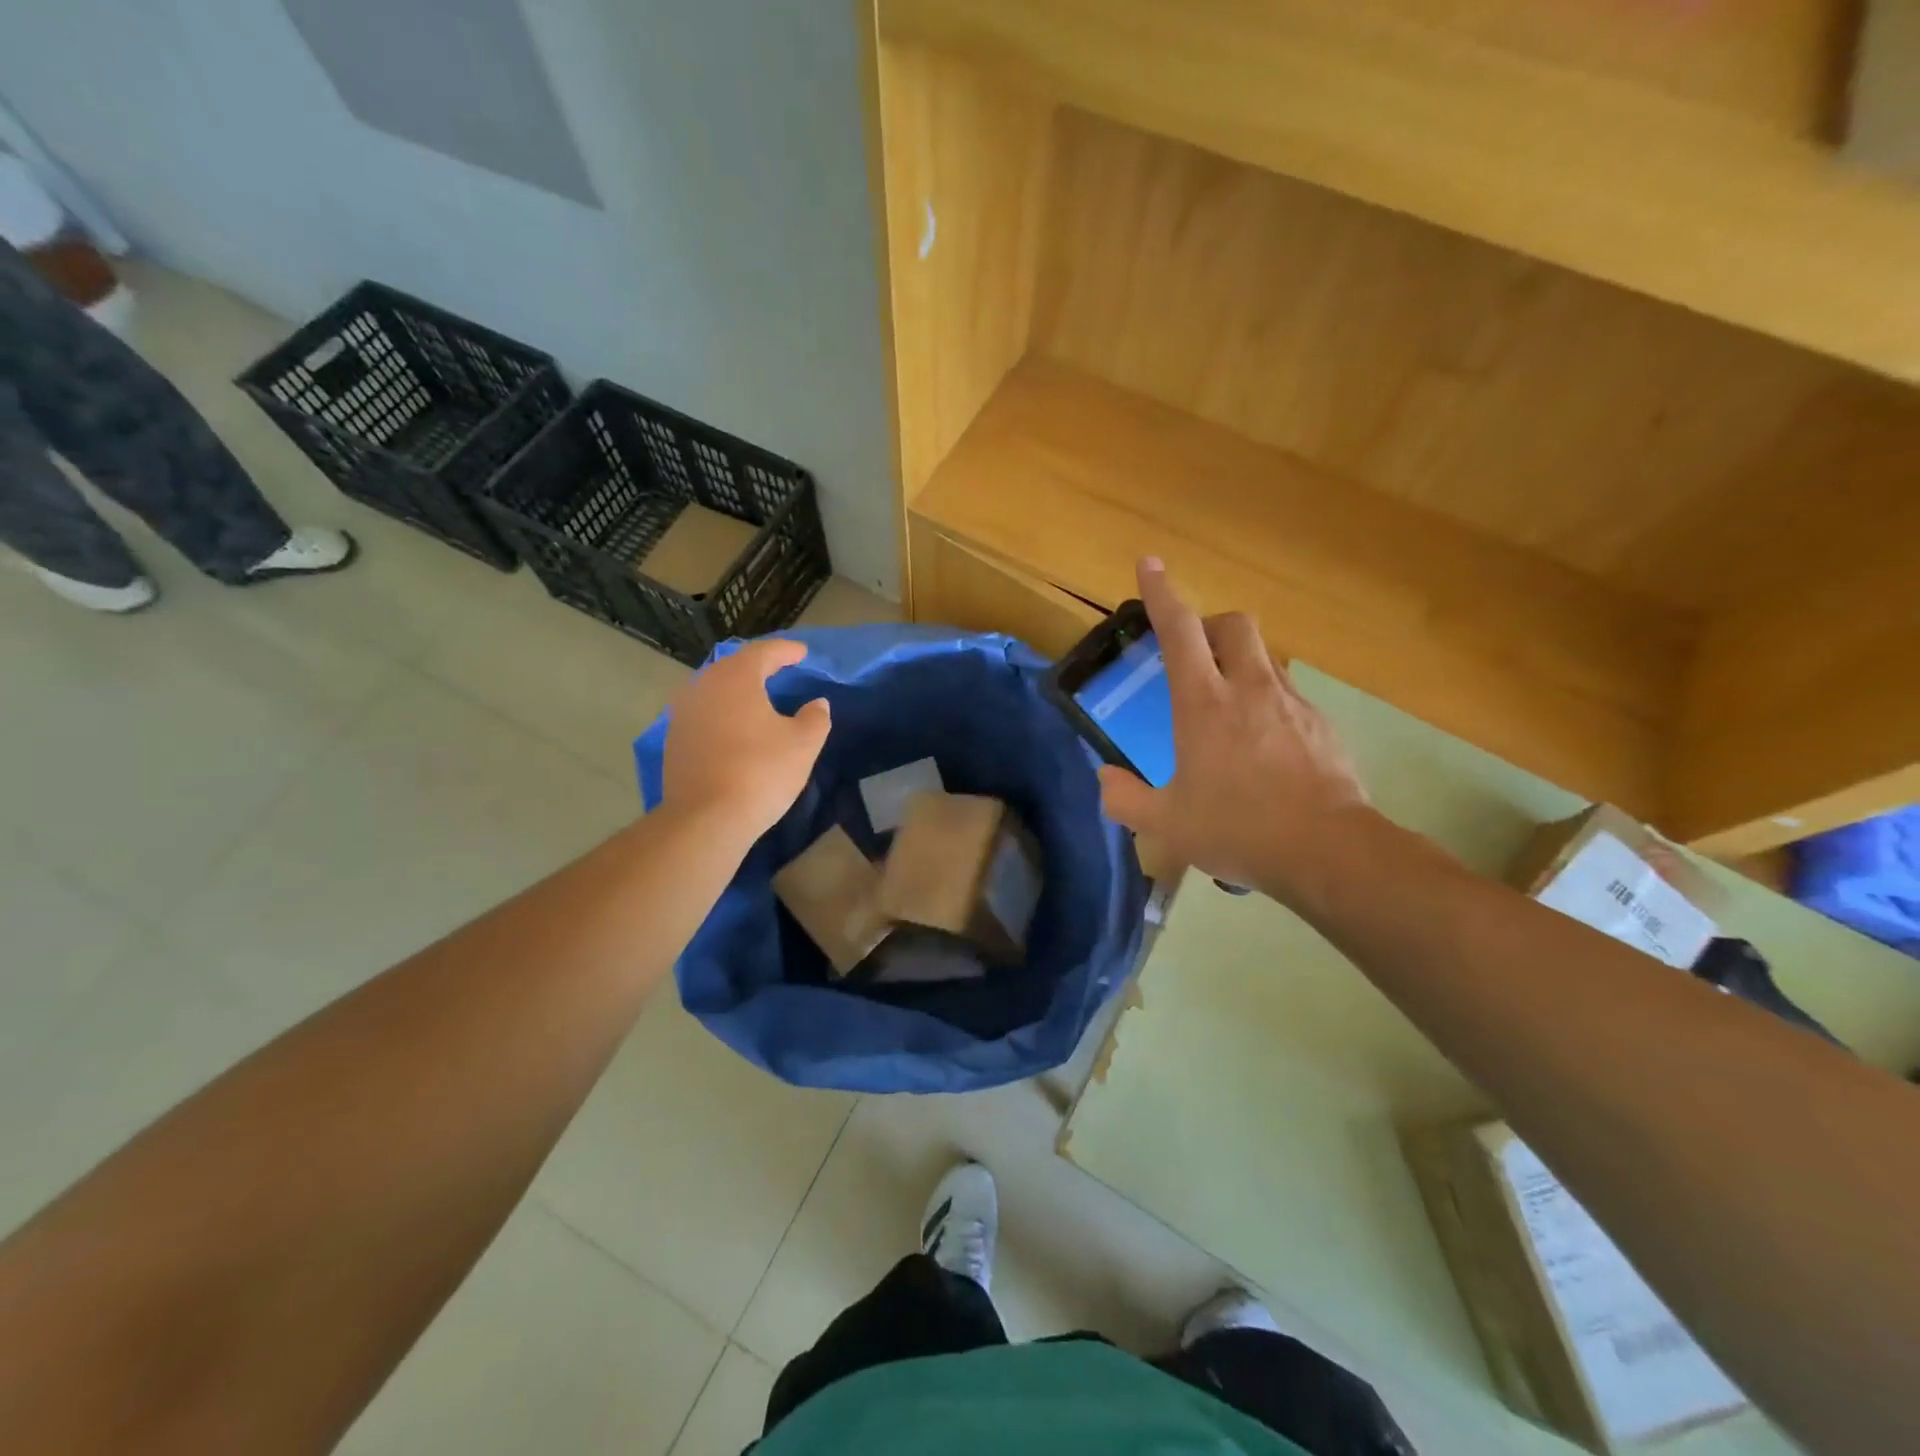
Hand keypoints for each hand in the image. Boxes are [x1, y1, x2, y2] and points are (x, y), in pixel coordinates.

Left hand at [662, 638, 830, 844]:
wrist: (706, 819)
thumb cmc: (761, 772)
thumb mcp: (803, 744)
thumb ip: (815, 717)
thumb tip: (817, 704)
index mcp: (736, 678)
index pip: (764, 652)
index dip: (786, 650)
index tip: (803, 653)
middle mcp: (703, 686)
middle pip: (734, 667)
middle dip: (758, 666)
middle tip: (780, 670)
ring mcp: (683, 713)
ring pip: (714, 690)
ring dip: (737, 691)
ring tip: (758, 698)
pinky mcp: (674, 740)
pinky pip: (703, 714)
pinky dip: (722, 713)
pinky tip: (735, 728)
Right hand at [1097, 559, 1369, 900]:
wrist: (1329, 851)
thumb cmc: (1239, 829)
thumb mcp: (1167, 824)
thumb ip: (1124, 799)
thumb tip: (1105, 778)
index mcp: (1204, 704)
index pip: (1179, 631)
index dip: (1161, 594)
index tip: (1150, 564)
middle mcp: (1249, 689)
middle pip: (1233, 624)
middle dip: (1210, 625)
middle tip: (1193, 655)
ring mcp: (1291, 703)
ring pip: (1265, 657)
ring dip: (1241, 664)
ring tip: (1228, 708)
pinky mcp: (1321, 724)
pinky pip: (1288, 695)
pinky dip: (1268, 702)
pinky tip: (1264, 746)